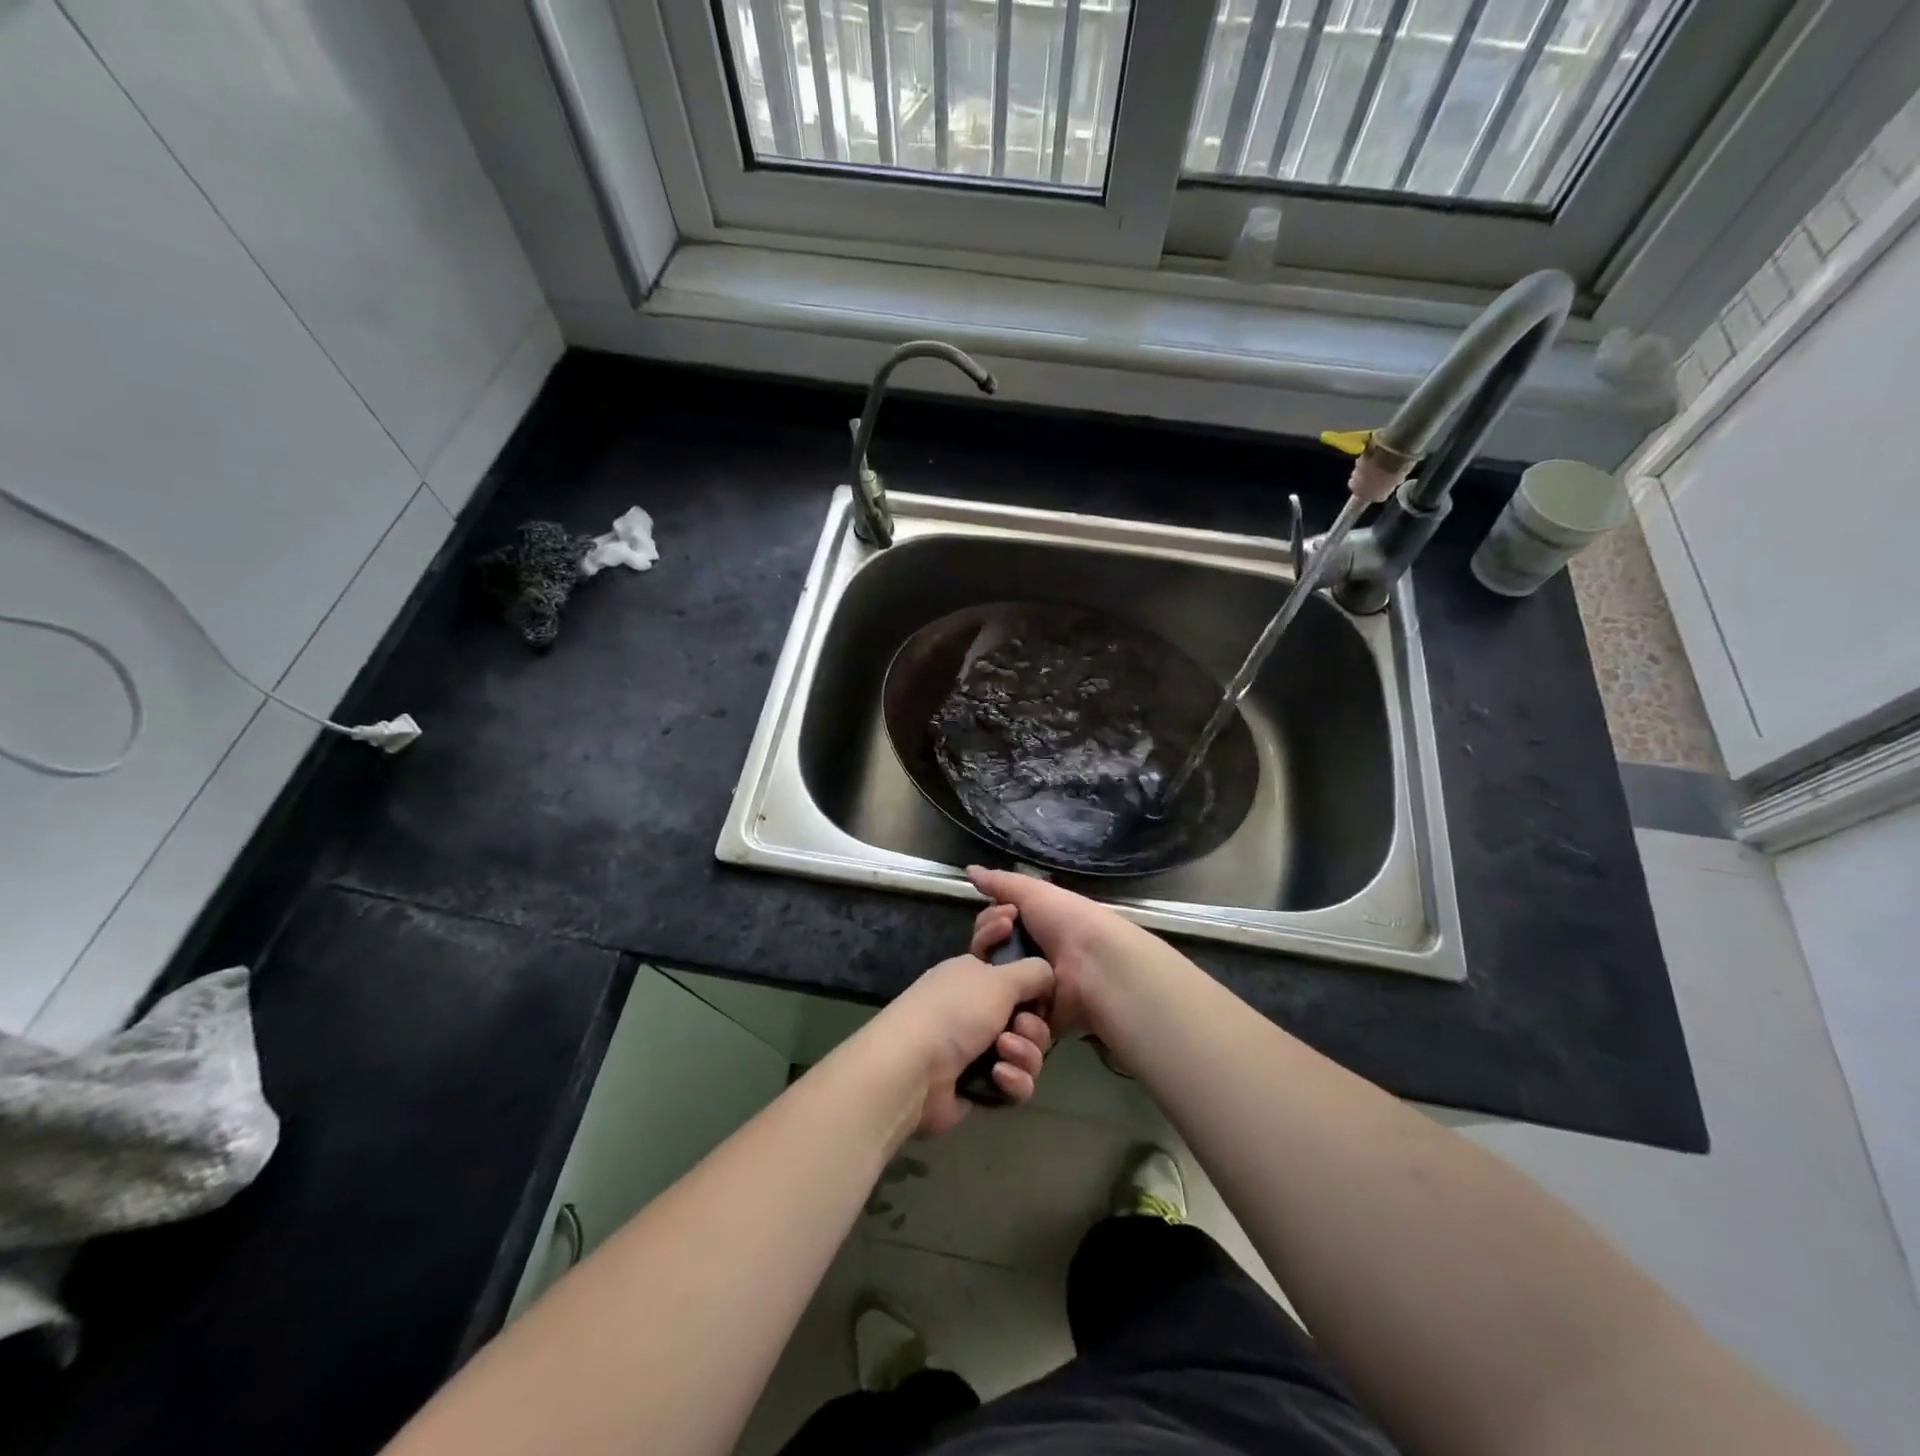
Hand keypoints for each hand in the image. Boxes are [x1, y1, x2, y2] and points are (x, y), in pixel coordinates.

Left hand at [874, 951, 1054, 1137]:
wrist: (913, 1068)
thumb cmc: (956, 1011)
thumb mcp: (1000, 978)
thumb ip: (1034, 972)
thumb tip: (1048, 975)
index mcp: (976, 976)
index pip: (1017, 975)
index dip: (1034, 982)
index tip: (1043, 985)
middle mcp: (976, 1010)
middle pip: (1029, 1019)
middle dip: (1032, 1027)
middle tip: (1018, 1028)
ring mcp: (977, 1050)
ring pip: (1027, 1053)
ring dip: (1024, 1054)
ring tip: (1004, 1055)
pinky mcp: (980, 1088)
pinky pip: (1015, 1084)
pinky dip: (1012, 1081)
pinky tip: (998, 1079)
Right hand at [966, 866, 1165, 1045]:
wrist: (1096, 965)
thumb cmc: (1068, 922)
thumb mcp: (1033, 892)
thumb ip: (1000, 883)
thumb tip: (968, 869)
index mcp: (1032, 930)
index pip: (992, 929)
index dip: (988, 922)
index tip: (1002, 918)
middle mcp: (1029, 959)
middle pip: (987, 956)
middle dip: (987, 943)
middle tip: (1003, 936)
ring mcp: (1030, 992)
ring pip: (991, 985)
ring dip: (990, 976)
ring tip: (1002, 970)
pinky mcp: (1033, 1020)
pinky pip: (1005, 1016)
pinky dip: (1000, 1007)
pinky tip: (1003, 997)